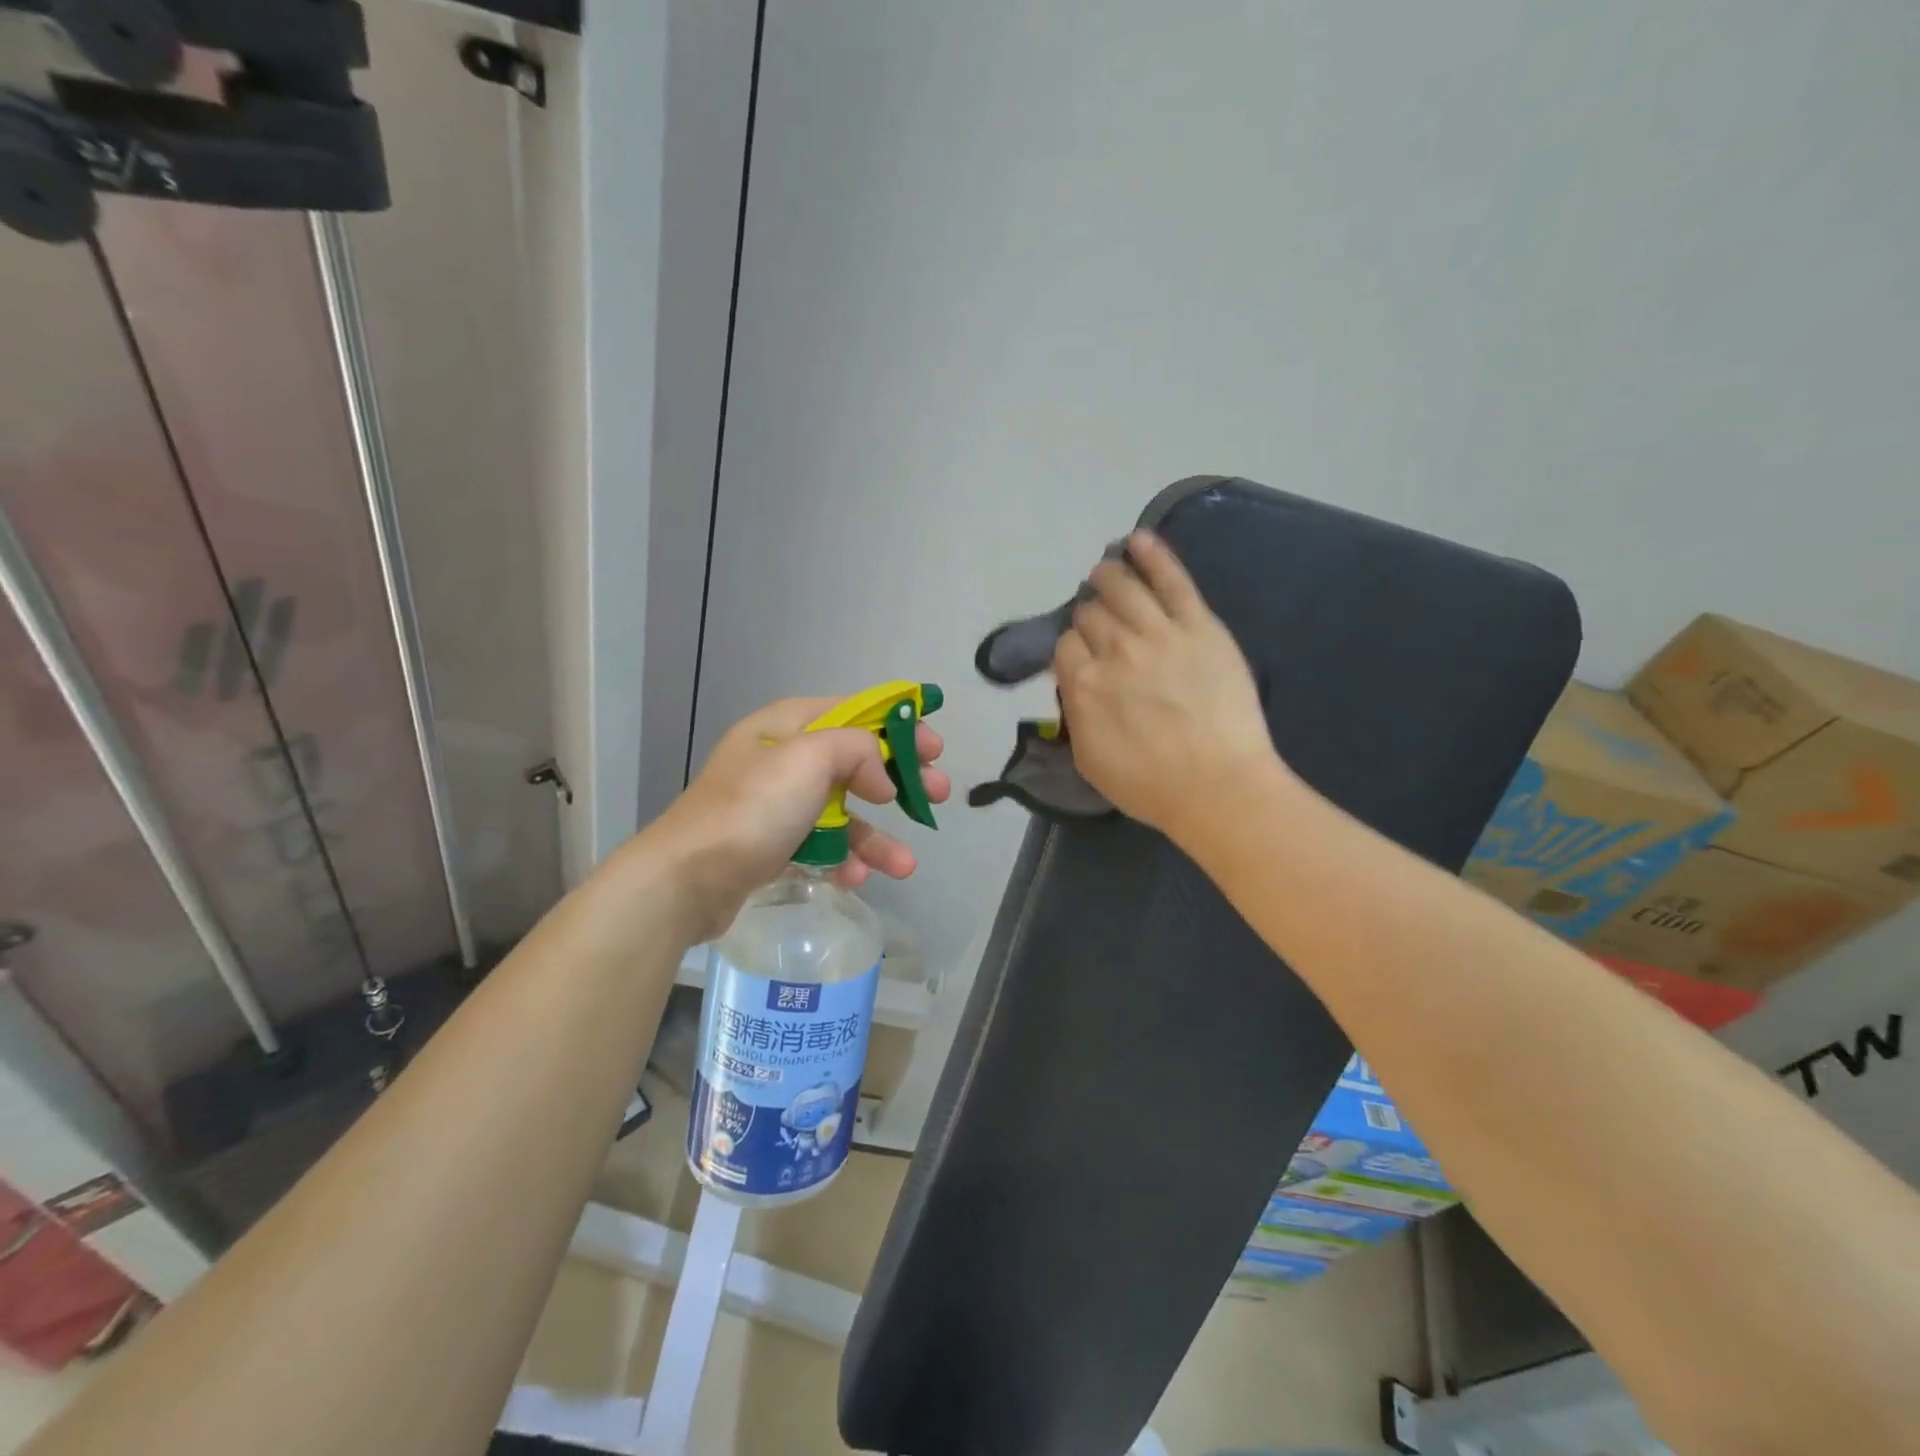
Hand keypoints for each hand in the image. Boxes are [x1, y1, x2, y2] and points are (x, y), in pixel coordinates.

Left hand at [635, 696, 949, 941]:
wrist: (685, 880)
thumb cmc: (752, 809)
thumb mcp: (808, 759)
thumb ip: (858, 750)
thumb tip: (881, 777)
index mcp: (786, 726)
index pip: (854, 711)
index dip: (898, 725)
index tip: (934, 747)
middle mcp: (781, 759)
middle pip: (854, 762)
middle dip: (898, 781)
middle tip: (937, 795)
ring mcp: (775, 806)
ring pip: (842, 812)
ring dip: (877, 836)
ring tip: (905, 864)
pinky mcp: (771, 846)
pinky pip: (820, 845)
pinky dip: (843, 860)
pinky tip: (856, 878)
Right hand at [1054, 530, 1285, 843]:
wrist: (1218, 787)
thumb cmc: (1149, 785)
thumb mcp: (1088, 759)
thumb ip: (1075, 714)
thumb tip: (1074, 684)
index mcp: (1083, 684)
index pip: (1064, 645)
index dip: (1071, 648)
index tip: (1081, 657)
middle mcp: (1114, 649)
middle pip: (1091, 614)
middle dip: (1090, 614)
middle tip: (1099, 621)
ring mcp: (1158, 633)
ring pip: (1123, 588)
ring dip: (1108, 576)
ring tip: (1106, 571)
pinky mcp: (1199, 625)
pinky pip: (1172, 580)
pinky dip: (1154, 556)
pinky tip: (1139, 540)